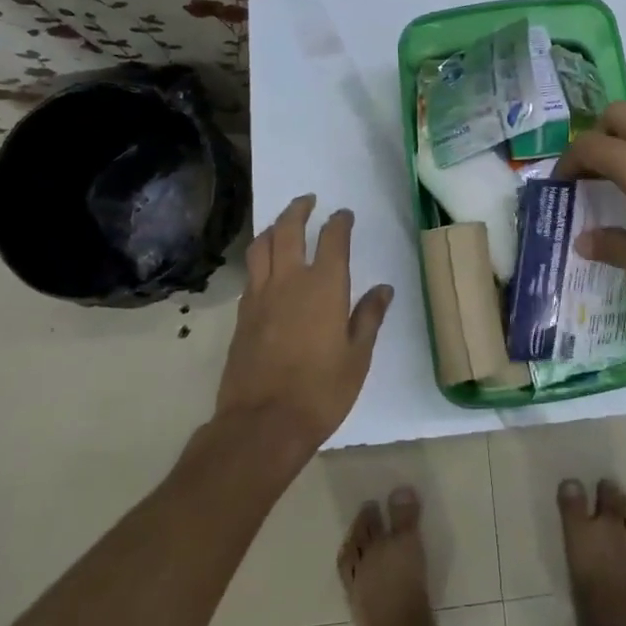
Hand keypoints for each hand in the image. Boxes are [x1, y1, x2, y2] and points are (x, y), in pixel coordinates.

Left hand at [216, 194, 392, 450]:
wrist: (262, 424)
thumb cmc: (321, 391)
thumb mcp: (357, 357)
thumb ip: (368, 317)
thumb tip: (383, 289)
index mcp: (324, 286)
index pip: (332, 239)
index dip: (339, 222)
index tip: (344, 214)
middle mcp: (289, 281)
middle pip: (287, 230)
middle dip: (298, 210)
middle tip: (308, 201)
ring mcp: (260, 297)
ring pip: (260, 247)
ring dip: (272, 228)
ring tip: (281, 224)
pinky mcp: (242, 316)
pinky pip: (250, 273)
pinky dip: (259, 258)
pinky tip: (266, 267)